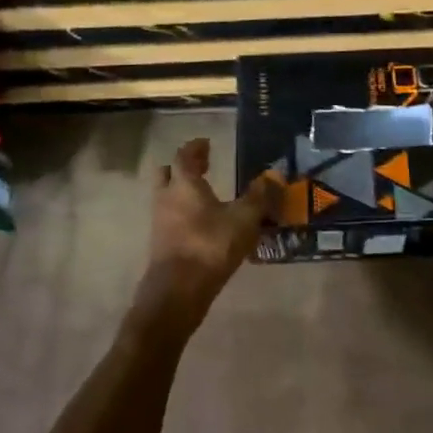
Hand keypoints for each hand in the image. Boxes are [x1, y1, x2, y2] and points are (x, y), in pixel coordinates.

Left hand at [142, 138, 278, 310]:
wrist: (178, 290)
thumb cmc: (210, 245)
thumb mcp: (244, 219)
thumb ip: (259, 197)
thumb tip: (273, 175)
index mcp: (184, 184)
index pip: (185, 155)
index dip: (196, 147)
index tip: (206, 143)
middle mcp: (167, 197)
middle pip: (168, 173)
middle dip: (183, 167)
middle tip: (202, 166)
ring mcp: (160, 221)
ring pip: (167, 197)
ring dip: (182, 192)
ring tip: (205, 195)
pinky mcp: (160, 243)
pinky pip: (170, 218)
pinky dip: (183, 214)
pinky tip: (202, 224)